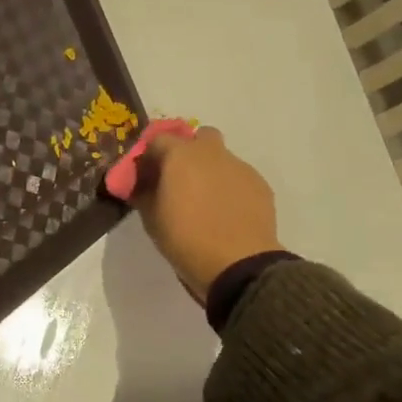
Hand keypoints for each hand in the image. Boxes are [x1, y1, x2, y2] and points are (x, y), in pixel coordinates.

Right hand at [129, 127, 283, 302]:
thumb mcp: (151, 218)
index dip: (150, 156)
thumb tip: (140, 183)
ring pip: (222, 158)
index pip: (158, 139)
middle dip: (189, 151)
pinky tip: (227, 213)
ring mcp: (239, 167)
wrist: (239, 265)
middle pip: (199, 137)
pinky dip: (230, 188)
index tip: (146, 177)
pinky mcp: (260, 185)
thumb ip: (143, 192)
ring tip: (207, 202)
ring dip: (211, 171)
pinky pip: (239, 177)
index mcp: (180, 155)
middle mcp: (211, 152)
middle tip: (180, 180)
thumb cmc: (185, 239)